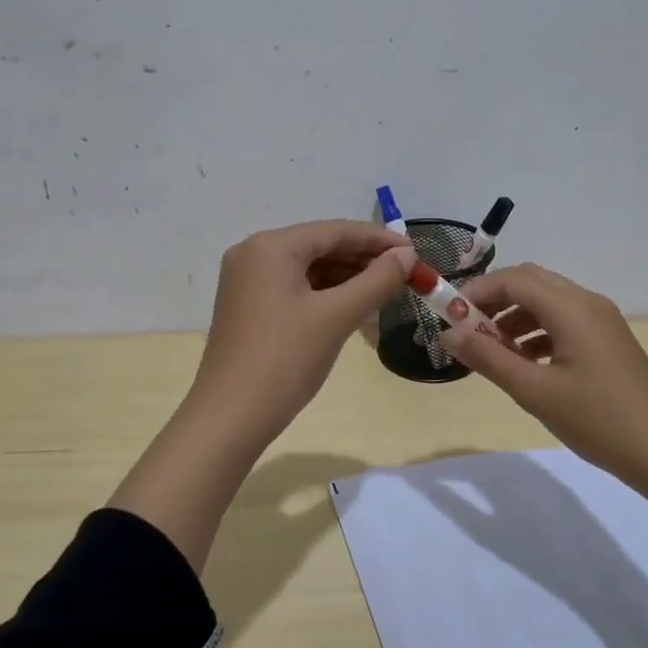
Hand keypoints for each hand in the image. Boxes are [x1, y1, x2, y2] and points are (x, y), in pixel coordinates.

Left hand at [187, 219, 416, 443]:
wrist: (231, 417)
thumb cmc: (285, 359)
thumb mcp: (336, 316)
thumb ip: (377, 280)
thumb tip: (408, 255)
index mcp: (271, 246)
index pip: (335, 230)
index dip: (378, 239)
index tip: (416, 252)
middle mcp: (254, 253)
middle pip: (320, 246)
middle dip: (363, 259)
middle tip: (406, 275)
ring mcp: (246, 281)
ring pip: (307, 268)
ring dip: (346, 277)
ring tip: (385, 291)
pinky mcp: (247, 306)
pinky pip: (293, 287)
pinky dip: (324, 293)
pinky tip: (353, 306)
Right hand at [438, 263, 647, 486]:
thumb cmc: (598, 420)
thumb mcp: (534, 391)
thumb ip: (488, 357)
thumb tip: (447, 333)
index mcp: (572, 308)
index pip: (513, 279)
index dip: (476, 291)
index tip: (447, 316)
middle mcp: (587, 303)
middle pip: (530, 282)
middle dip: (493, 299)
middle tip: (465, 329)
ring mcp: (602, 322)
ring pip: (546, 302)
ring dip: (513, 316)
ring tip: (490, 351)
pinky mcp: (607, 341)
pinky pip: (562, 321)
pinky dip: (535, 332)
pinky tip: (522, 362)